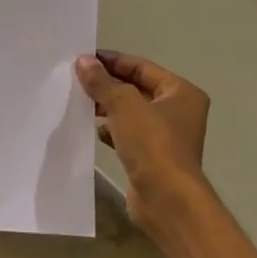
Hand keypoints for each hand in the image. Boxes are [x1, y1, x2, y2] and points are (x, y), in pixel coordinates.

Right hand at [75, 51, 211, 231]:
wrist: (166, 198)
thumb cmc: (152, 144)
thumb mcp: (124, 105)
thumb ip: (102, 81)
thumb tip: (83, 61)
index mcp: (181, 92)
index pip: (142, 67)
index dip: (112, 61)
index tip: (83, 59)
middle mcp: (177, 111)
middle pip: (136, 88)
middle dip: (107, 84)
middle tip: (76, 80)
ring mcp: (166, 136)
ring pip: (130, 112)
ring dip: (107, 107)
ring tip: (80, 103)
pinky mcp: (152, 157)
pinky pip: (127, 135)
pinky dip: (111, 130)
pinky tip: (94, 131)